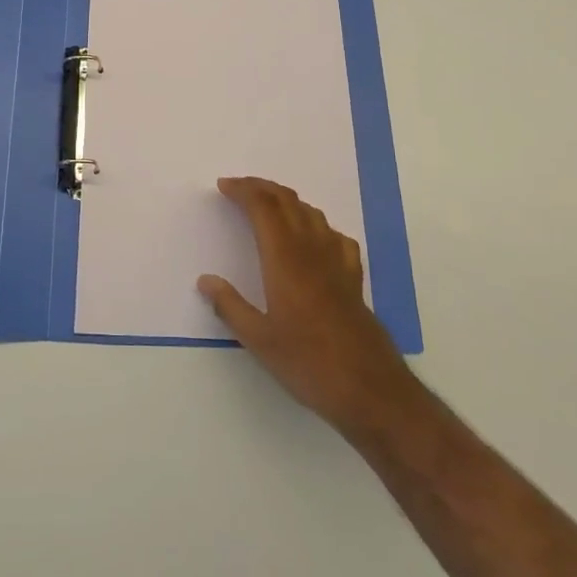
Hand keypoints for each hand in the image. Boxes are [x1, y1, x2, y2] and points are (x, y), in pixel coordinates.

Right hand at [198, 177, 417, 436]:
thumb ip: (230, 306)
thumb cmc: (309, 363)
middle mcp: (312, 249)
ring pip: (311, 213)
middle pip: (287, 201)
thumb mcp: (259, 341)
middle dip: (262, 187)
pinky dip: (316, 225)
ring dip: (287, 201)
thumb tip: (205, 280)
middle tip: (239, 188)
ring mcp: (337, 261)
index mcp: (285, 258)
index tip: (223, 186)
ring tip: (268, 207)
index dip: (243, 190)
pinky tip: (313, 239)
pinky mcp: (354, 278)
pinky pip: (334, 236)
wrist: (371, 390)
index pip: (263, 207)